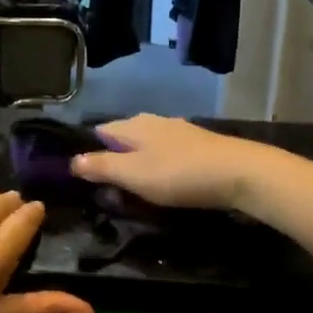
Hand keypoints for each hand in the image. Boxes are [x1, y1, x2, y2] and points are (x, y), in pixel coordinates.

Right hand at [70, 114, 268, 210]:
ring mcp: (179, 132)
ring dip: (138, 166)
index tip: (80, 177)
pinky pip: (167, 155)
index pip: (98, 131)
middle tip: (105, 190)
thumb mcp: (133, 175)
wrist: (240, 173)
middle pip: (123, 139)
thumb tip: (72, 161)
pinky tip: (164, 185)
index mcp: (133, 125)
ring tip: (133, 191)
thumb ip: (101, 167)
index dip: (87, 152)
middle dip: (113, 160)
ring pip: (147, 147)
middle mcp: (154, 121)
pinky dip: (160, 168)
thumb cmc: (179, 174)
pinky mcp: (199, 146)